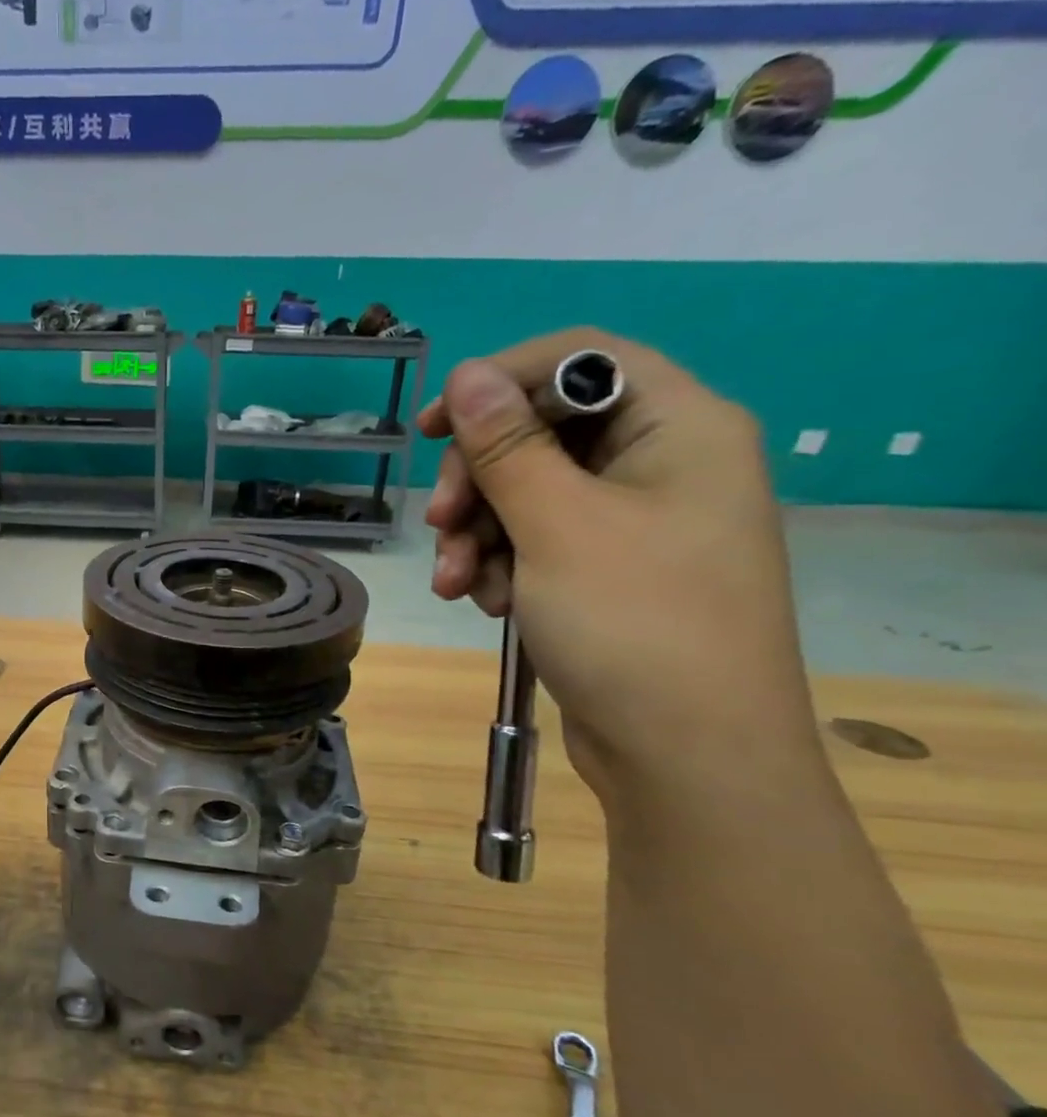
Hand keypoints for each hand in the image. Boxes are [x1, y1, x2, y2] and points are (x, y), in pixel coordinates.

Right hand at [418, 329, 820, 798]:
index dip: (498, 381)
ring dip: (479, 533)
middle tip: (440, 526)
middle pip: (543, 432)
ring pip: (529, 493)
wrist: (686, 756)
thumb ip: (506, 445)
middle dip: (479, 480)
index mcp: (679, 428)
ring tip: (458, 585)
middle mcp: (663, 464)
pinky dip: (502, 564)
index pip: (579, 360)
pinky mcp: (610, 571)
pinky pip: (539, 541)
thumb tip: (465, 374)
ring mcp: (637, 522)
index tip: (431, 428)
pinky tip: (490, 605)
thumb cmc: (633, 625)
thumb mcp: (557, 526)